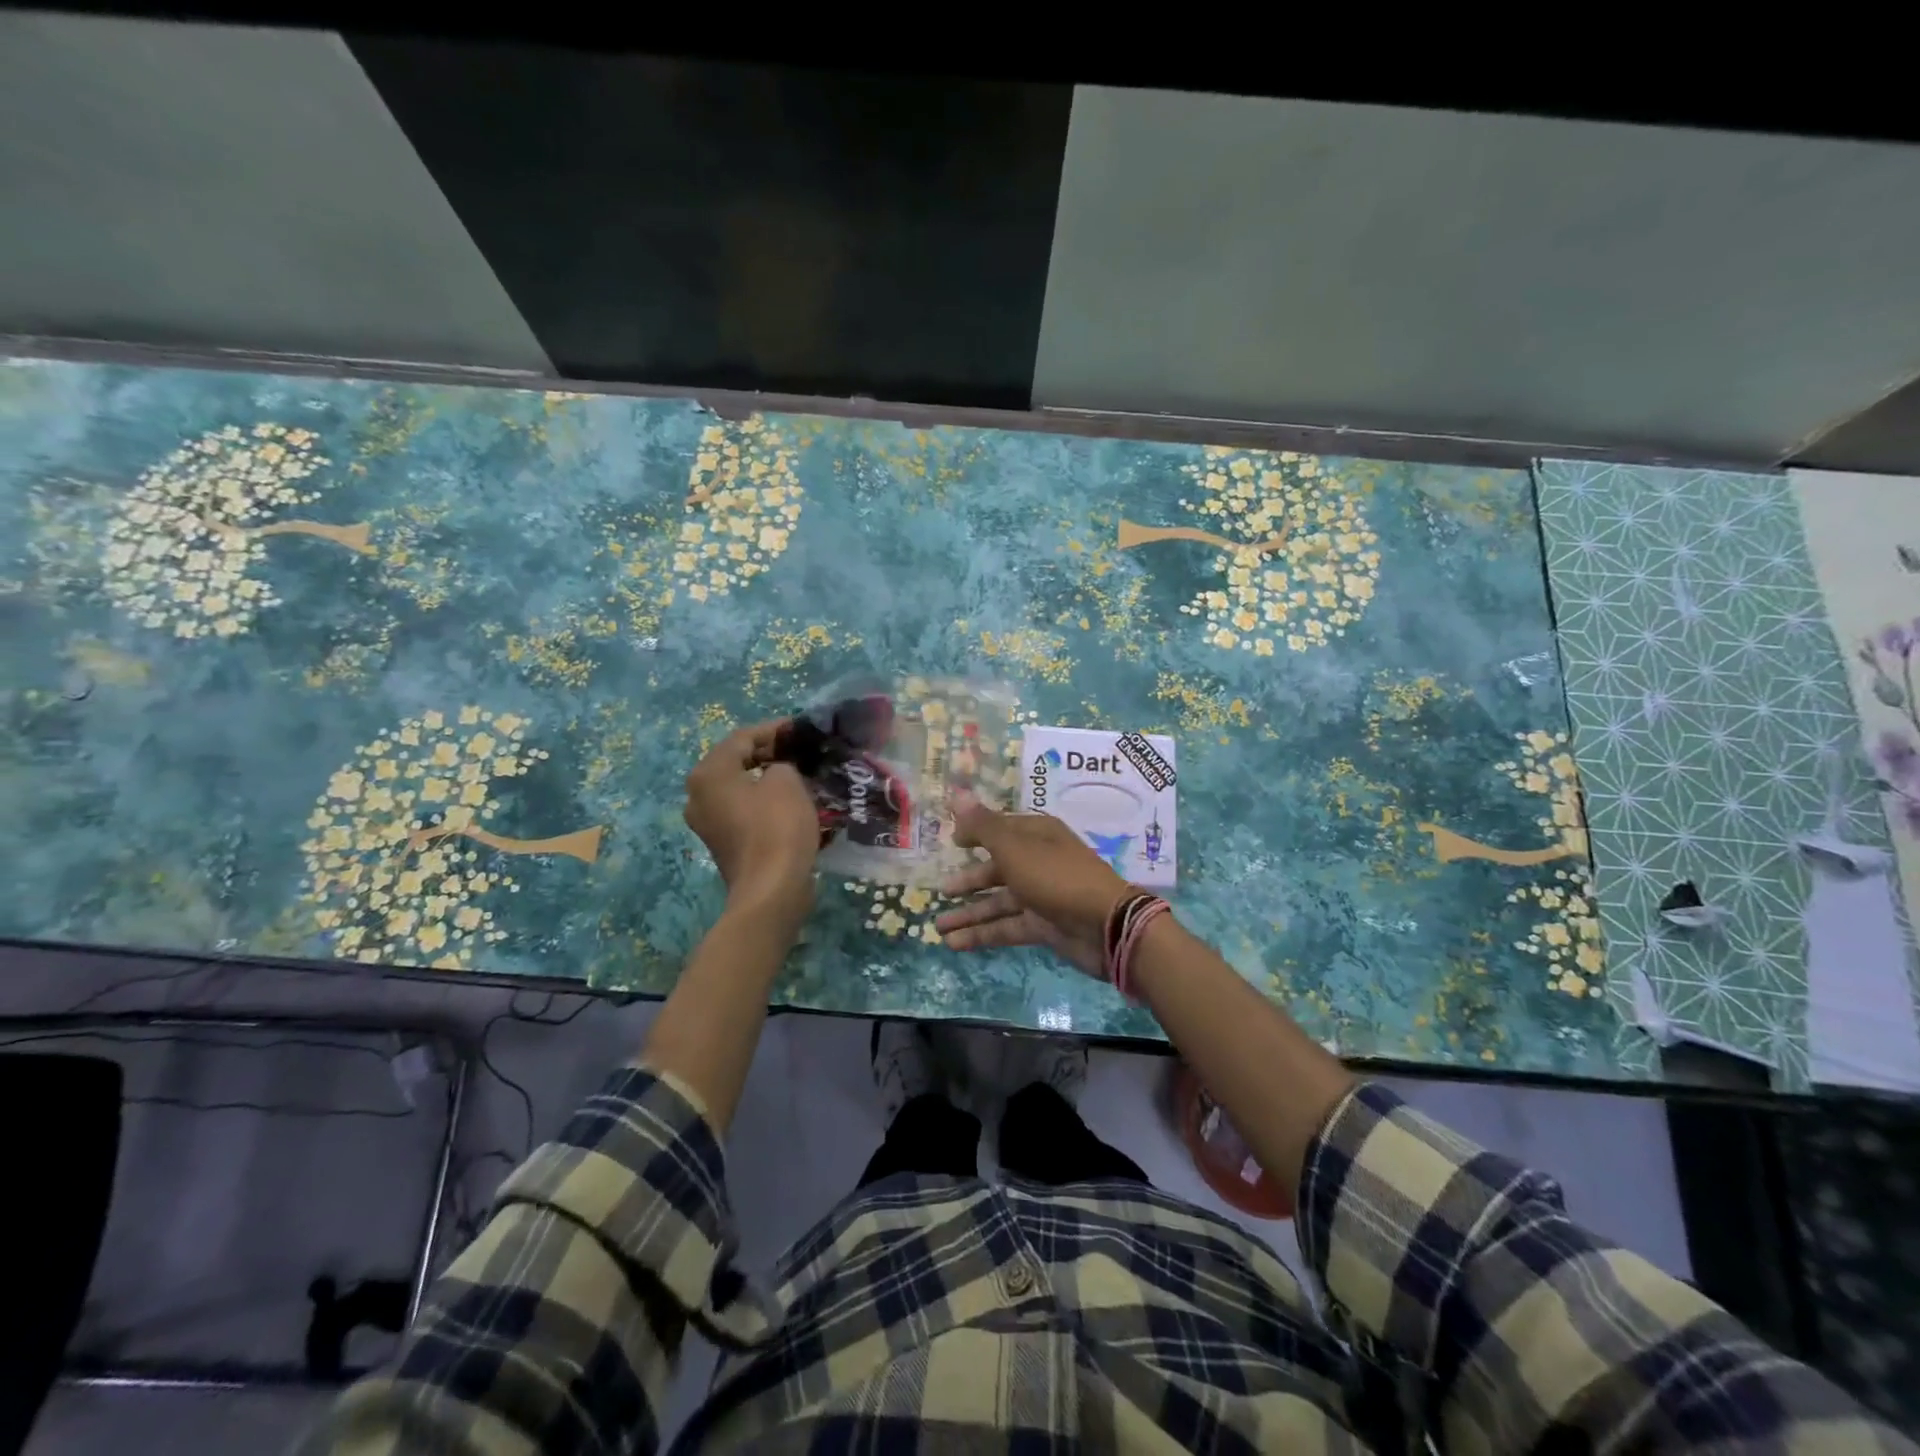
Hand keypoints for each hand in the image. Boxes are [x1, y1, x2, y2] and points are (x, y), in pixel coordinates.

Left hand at [683, 720, 818, 915]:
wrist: (771, 890)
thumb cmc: (777, 827)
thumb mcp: (787, 781)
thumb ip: (782, 763)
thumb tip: (778, 770)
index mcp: (708, 773)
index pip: (742, 737)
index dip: (774, 729)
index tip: (801, 729)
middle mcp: (698, 795)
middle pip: (736, 762)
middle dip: (769, 753)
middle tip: (801, 751)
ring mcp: (707, 822)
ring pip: (739, 787)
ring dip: (767, 779)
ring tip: (799, 774)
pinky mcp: (722, 843)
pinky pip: (743, 810)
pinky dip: (763, 801)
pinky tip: (790, 802)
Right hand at [933, 792, 1130, 978]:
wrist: (1105, 925)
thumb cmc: (1056, 876)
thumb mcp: (1014, 848)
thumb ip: (983, 826)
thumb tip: (957, 793)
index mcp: (1037, 835)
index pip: (1001, 828)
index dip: (976, 832)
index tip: (952, 841)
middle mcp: (1039, 861)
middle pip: (998, 868)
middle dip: (970, 880)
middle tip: (941, 890)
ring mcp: (1042, 895)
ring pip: (999, 902)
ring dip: (970, 913)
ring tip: (938, 927)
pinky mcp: (1043, 926)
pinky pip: (1007, 927)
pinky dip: (982, 934)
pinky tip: (954, 943)